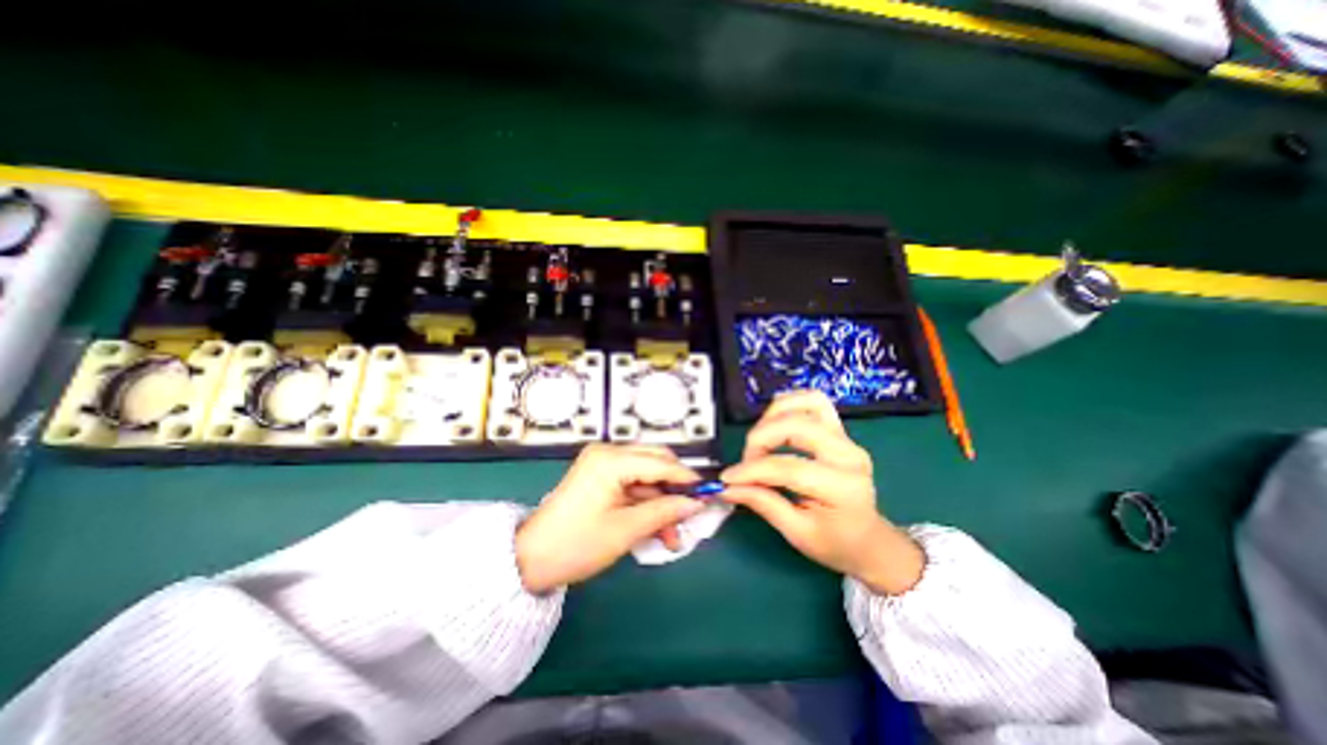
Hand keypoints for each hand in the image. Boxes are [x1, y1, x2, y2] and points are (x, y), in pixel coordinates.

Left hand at [515, 443, 708, 593]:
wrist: (530, 559)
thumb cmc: (577, 544)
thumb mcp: (626, 530)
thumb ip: (665, 511)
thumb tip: (696, 503)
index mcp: (611, 459)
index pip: (660, 462)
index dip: (687, 479)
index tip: (709, 494)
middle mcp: (607, 453)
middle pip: (655, 463)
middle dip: (674, 490)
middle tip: (690, 515)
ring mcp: (602, 464)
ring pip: (646, 477)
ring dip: (661, 503)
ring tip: (672, 536)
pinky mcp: (600, 477)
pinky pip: (632, 485)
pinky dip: (646, 505)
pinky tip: (656, 529)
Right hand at [725, 389, 925, 594]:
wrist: (867, 539)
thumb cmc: (835, 542)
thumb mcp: (798, 533)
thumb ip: (763, 504)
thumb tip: (728, 487)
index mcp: (842, 487)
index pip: (789, 467)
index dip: (753, 470)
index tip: (728, 478)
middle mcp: (848, 455)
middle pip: (797, 426)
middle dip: (761, 438)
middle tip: (748, 460)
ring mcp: (846, 438)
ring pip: (807, 403)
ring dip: (774, 415)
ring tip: (760, 439)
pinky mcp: (840, 430)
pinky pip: (814, 402)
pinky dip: (790, 404)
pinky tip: (774, 421)